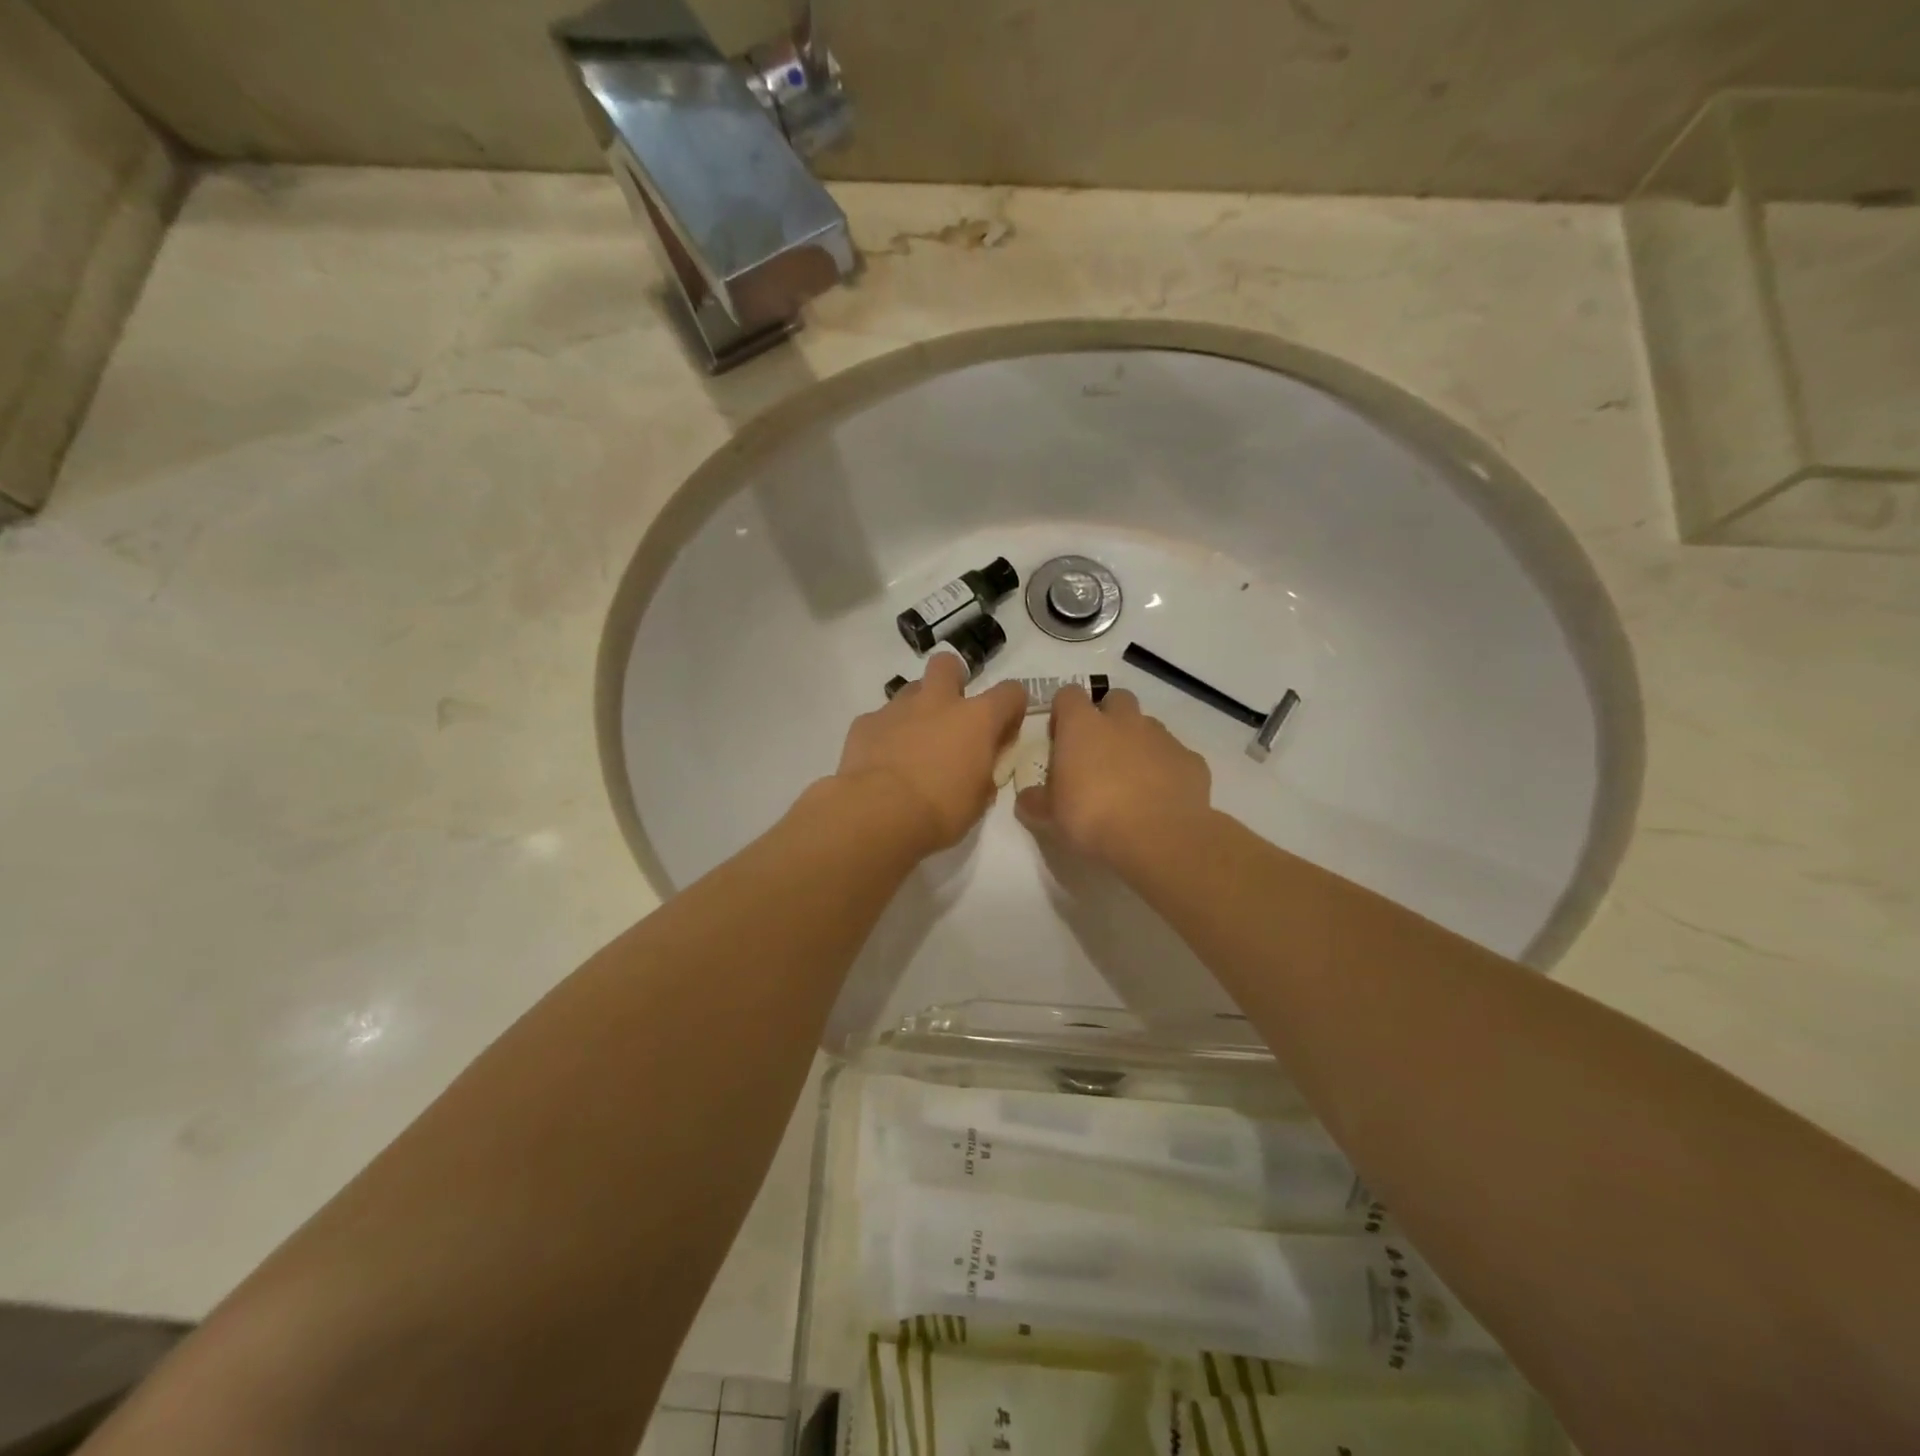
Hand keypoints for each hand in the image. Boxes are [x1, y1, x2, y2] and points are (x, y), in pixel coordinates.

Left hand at [835, 655, 1027, 853]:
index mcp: (977, 719)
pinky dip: (885, 734)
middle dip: (953, 680)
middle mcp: (938, 702)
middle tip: (952, 715)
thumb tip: (980, 767)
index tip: (1003, 734)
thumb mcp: (979, 800)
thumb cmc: (940, 811)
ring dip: (918, 710)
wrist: (878, 814)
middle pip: (948, 665)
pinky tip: (882, 761)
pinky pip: (880, 719)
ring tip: (914, 744)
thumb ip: (984, 773)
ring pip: (911, 690)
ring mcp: (898, 709)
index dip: (1011, 709)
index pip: (1010, 692)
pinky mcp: (865, 723)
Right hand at [1015, 687, 1211, 866]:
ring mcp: (1161, 737)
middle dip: (1108, 717)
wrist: (1158, 837)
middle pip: (1115, 699)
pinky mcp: (1191, 760)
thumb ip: (1036, 801)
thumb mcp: (1050, 816)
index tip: (1060, 737)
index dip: (1063, 712)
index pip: (1068, 695)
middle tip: (1099, 753)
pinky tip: (1162, 797)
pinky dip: (1167, 769)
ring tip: (1131, 779)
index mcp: (1082, 726)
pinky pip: (1175, 756)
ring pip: (1148, 726)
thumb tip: (1028, 798)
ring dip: (1138, 742)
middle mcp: (1123, 721)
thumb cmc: (1092, 818)